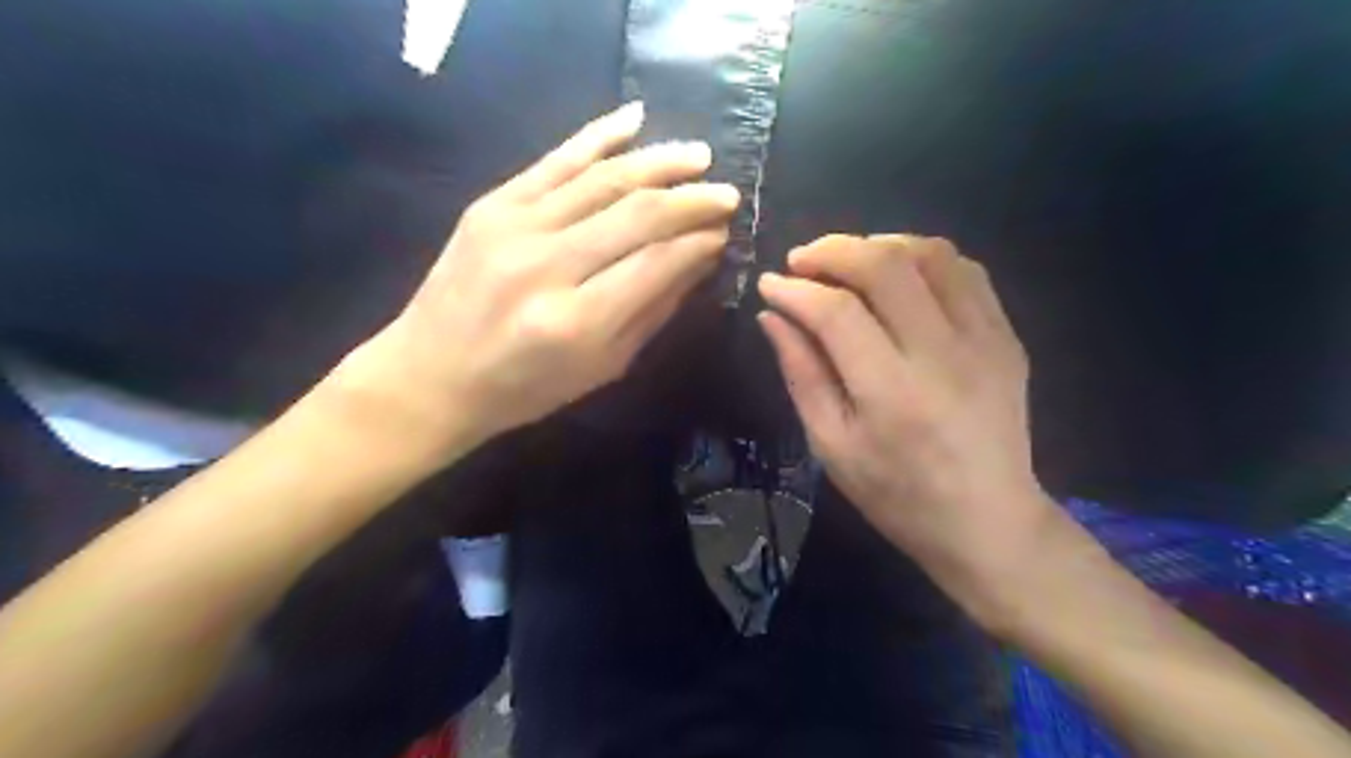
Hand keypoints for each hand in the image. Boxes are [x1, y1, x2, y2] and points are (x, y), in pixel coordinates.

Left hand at [335, 101, 736, 452]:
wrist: (430, 375)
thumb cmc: (524, 388)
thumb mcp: (601, 368)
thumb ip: (652, 312)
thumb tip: (696, 261)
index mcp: (577, 322)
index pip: (656, 263)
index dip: (697, 243)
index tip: (723, 233)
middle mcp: (547, 266)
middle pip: (636, 214)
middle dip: (691, 200)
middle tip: (726, 194)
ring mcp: (514, 227)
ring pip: (603, 179)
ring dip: (659, 162)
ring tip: (699, 156)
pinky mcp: (491, 205)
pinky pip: (555, 160)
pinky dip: (598, 135)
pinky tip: (636, 119)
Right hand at [758, 233, 1053, 600]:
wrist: (988, 522)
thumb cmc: (897, 495)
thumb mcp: (832, 446)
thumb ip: (802, 374)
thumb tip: (773, 316)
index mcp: (892, 393)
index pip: (837, 313)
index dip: (796, 290)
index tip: (770, 284)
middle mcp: (943, 355)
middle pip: (886, 265)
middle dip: (832, 250)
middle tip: (802, 261)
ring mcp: (985, 340)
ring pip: (931, 254)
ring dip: (879, 245)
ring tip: (848, 263)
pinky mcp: (1007, 337)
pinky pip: (966, 271)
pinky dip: (923, 258)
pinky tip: (899, 276)